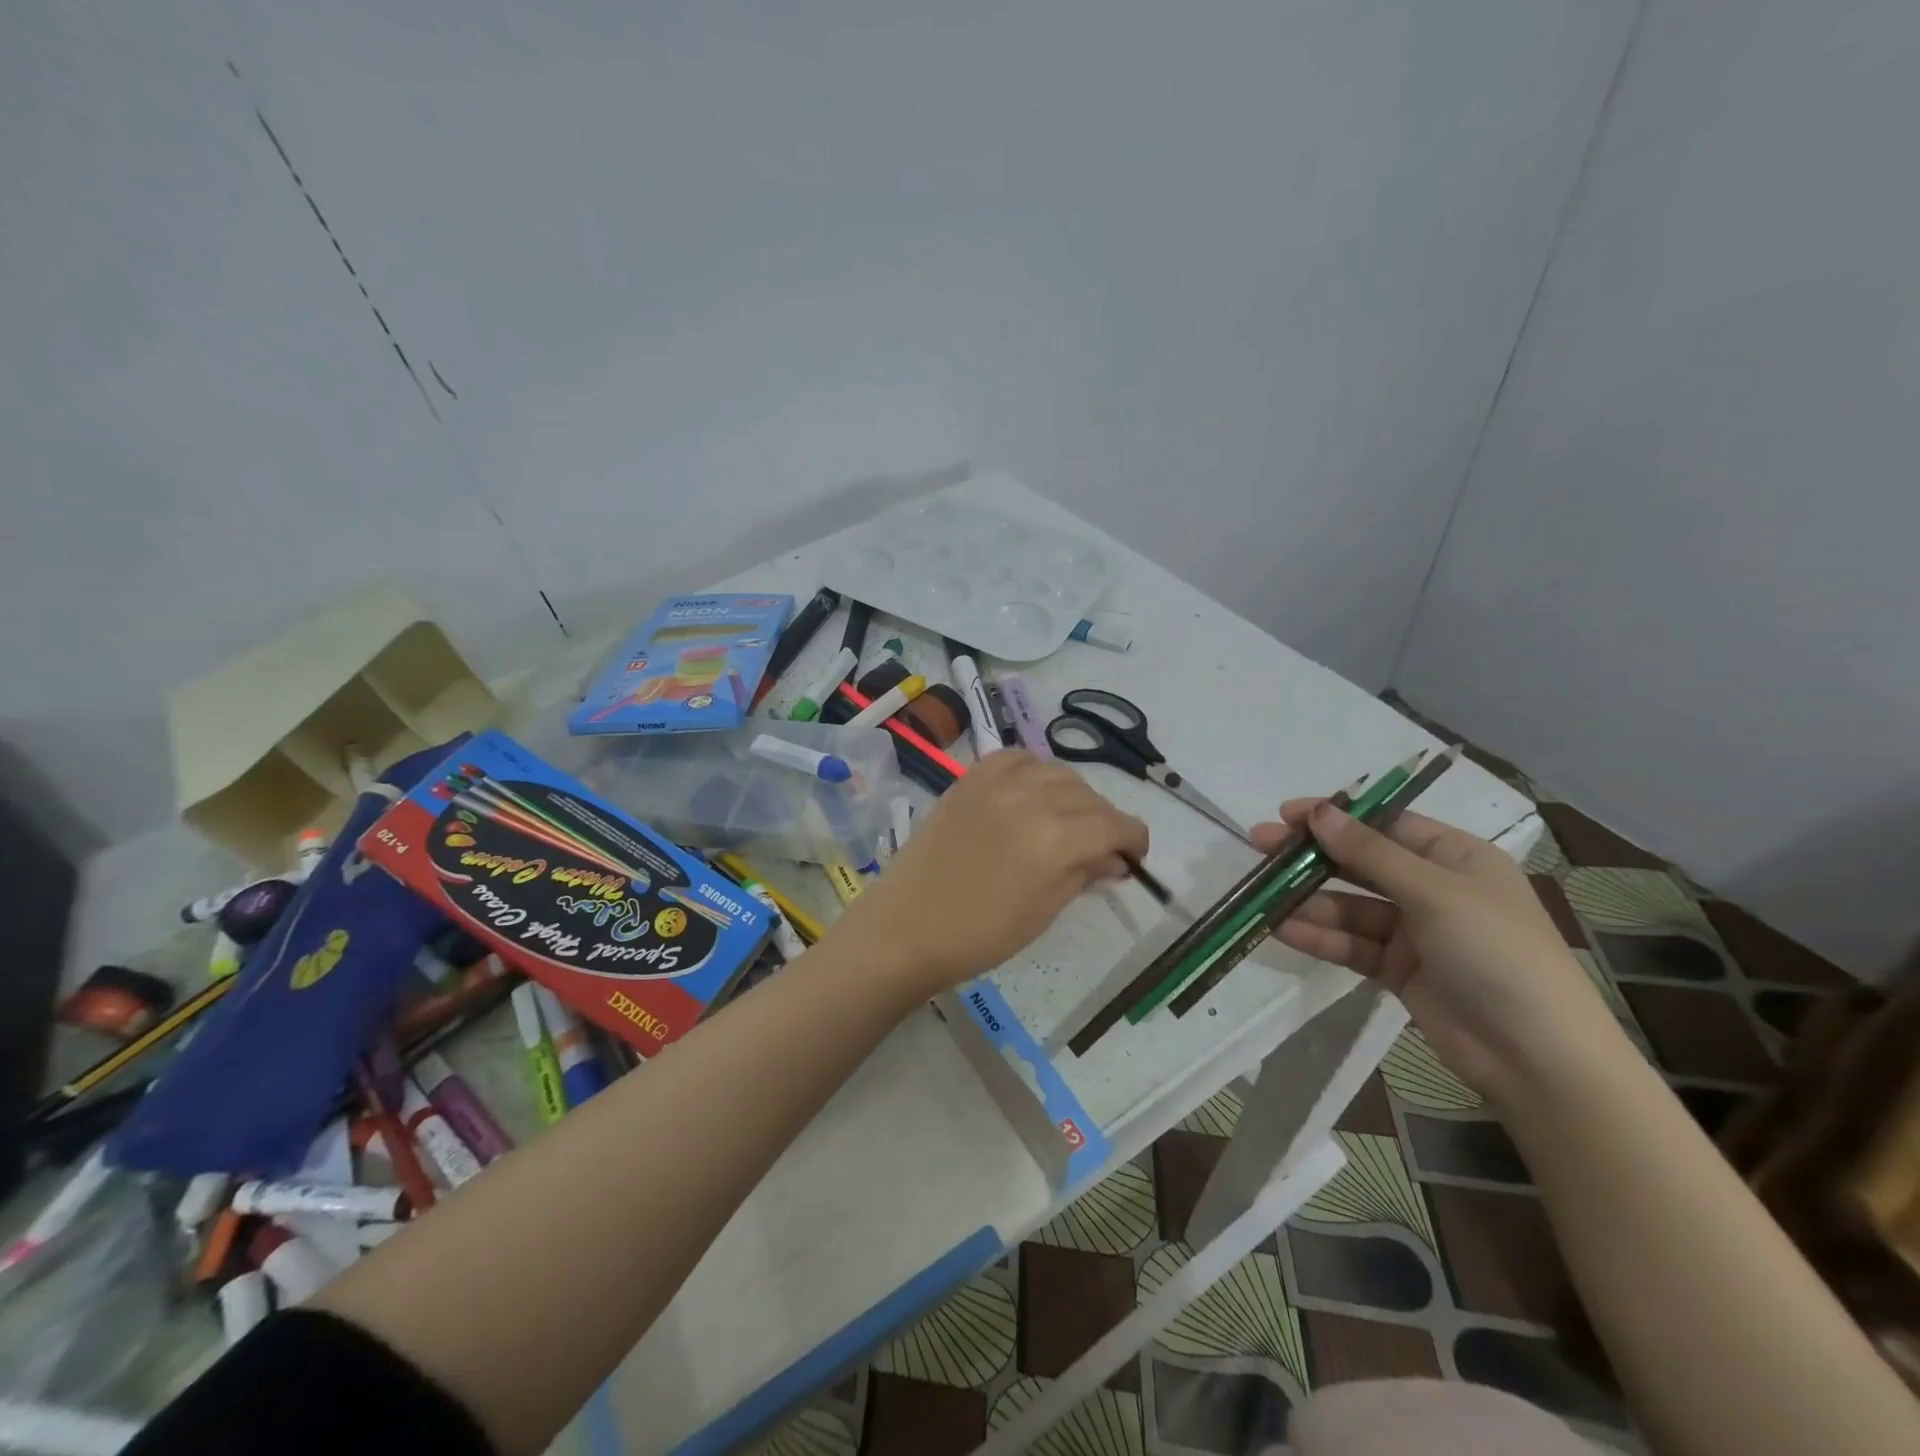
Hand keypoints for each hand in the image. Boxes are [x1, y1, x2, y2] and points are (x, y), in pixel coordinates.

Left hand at [838, 751, 1148, 996]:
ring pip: (1057, 771)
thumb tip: (1115, 859)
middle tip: (1099, 848)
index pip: (1116, 825)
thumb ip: (1084, 874)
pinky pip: (1016, 758)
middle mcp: (1032, 798)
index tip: (1133, 858)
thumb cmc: (980, 934)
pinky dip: (1033, 771)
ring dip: (1073, 794)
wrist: (908, 926)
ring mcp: (997, 783)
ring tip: (1066, 820)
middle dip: (1105, 821)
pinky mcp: (970, 779)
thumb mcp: (1045, 911)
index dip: (1134, 841)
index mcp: (1057, 839)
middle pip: (1090, 797)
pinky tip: (1031, 792)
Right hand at [1255, 800, 1619, 1098]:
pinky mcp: (1398, 970)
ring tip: (1262, 897)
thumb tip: (1319, 812)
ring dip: (1308, 901)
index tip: (1286, 814)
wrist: (1537, 1057)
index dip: (1336, 817)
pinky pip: (1350, 944)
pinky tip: (1282, 930)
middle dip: (1312, 857)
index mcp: (1456, 858)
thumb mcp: (1433, 892)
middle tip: (1260, 847)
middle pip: (1360, 863)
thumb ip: (1369, 852)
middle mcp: (1433, 889)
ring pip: (1349, 906)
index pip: (1385, 825)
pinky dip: (1319, 936)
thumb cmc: (1496, 953)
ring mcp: (1414, 931)